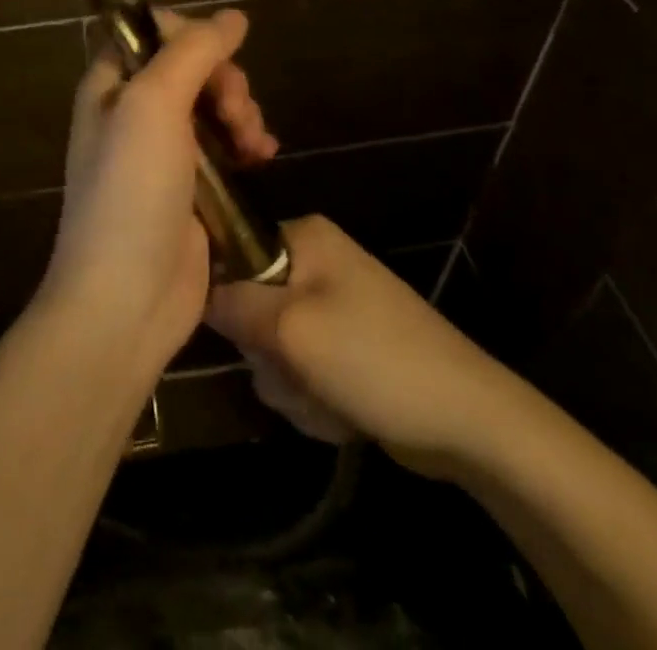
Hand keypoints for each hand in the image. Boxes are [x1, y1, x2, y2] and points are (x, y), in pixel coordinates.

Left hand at [38, 9, 278, 377]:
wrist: (126, 300)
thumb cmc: (130, 192)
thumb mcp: (153, 105)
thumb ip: (192, 52)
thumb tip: (233, 16)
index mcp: (111, 86)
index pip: (151, 32)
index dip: (189, 34)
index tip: (217, 55)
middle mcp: (133, 112)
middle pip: (191, 67)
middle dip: (225, 81)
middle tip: (236, 112)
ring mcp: (164, 151)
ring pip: (213, 105)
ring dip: (241, 113)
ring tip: (255, 145)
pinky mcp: (192, 188)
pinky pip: (225, 146)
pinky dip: (246, 143)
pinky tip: (264, 157)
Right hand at [207, 216, 513, 466]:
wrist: (466, 420)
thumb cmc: (373, 358)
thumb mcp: (291, 329)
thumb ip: (232, 305)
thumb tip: (190, 287)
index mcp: (304, 237)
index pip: (232, 251)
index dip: (226, 296)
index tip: (240, 333)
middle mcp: (316, 262)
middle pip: (251, 308)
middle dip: (269, 356)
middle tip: (296, 372)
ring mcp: (333, 308)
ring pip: (275, 349)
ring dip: (292, 385)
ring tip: (327, 397)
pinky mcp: (346, 350)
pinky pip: (303, 372)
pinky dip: (315, 399)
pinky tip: (344, 413)